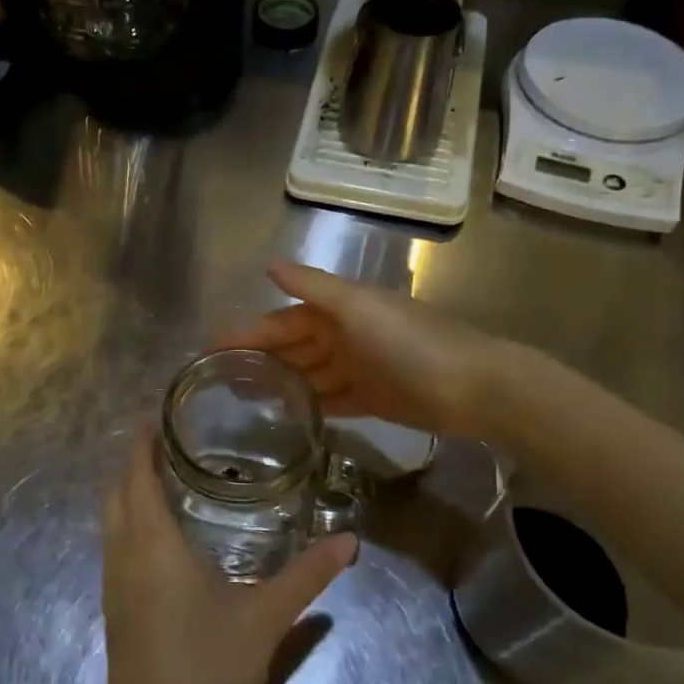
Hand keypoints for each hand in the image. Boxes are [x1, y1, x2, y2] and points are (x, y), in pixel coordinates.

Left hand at [99, 430, 355, 683]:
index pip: (137, 477)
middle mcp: (124, 556)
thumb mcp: (267, 618)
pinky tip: (160, 538)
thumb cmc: (208, 669)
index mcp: (154, 545)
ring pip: (111, 522)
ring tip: (165, 479)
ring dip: (128, 494)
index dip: (140, 443)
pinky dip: (129, 523)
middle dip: (133, 463)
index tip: (153, 416)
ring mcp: (113, 585)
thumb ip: (308, 575)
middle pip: (116, 494)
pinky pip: (114, 547)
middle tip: (169, 443)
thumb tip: (350, 540)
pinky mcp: (114, 610)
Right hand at [217, 261, 502, 439]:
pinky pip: (332, 401)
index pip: (282, 321)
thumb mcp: (358, 308)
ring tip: (242, 402)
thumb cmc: (411, 342)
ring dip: (280, 385)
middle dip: (259, 360)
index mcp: (339, 311)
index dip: (247, 333)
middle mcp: (345, 336)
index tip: (209, 347)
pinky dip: (311, 405)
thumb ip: (314, 288)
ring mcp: (358, 369)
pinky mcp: (372, 400)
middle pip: (292, 349)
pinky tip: (286, 417)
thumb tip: (269, 265)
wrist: (474, 387)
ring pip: (308, 376)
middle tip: (217, 381)